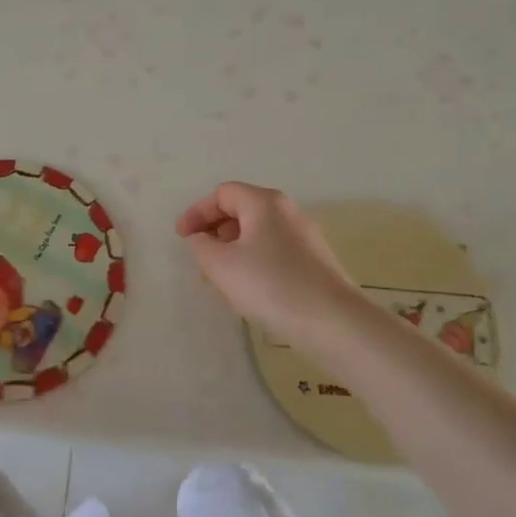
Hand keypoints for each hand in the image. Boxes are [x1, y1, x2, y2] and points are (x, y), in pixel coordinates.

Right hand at [175, 182, 358, 335]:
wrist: (334, 322)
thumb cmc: (270, 285)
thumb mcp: (221, 265)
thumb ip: (201, 246)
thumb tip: (200, 238)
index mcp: (264, 203)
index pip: (222, 194)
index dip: (197, 212)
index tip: (181, 237)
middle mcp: (287, 212)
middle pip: (242, 210)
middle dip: (215, 231)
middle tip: (200, 258)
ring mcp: (305, 237)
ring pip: (258, 233)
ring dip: (233, 250)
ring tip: (220, 279)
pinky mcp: (315, 262)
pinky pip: (274, 251)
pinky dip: (253, 262)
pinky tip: (249, 290)